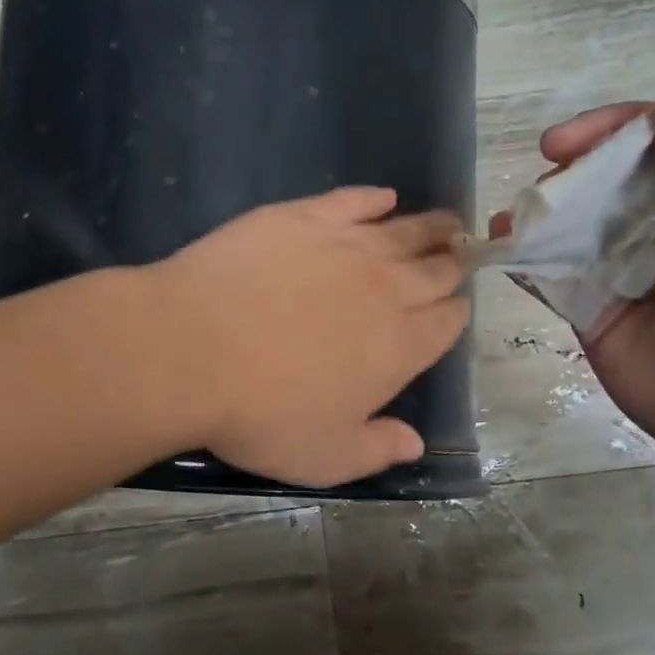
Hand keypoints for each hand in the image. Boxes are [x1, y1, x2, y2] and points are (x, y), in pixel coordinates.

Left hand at [150, 187, 470, 487]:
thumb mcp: (324, 457)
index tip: (455, 307)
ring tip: (447, 222)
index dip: (455, 314)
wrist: (193, 349)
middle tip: (461, 254)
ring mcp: (347, 246)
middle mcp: (387, 289)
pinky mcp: (304, 217)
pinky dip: (372, 197)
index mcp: (400, 346)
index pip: (446, 322)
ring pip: (405, 230)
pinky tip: (383, 196)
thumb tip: (415, 443)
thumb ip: (377, 450)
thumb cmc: (259, 413)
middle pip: (435, 271)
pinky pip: (352, 200)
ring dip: (432, 226)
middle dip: (453, 264)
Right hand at [498, 90, 654, 488]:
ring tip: (507, 222)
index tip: (560, 145)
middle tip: (539, 194)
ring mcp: (623, 273)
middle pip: (600, 181)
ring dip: (535, 216)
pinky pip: (552, 278)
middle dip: (564, 176)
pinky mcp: (594, 315)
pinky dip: (525, 261)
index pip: (649, 142)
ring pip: (569, 228)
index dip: (603, 131)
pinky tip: (503, 251)